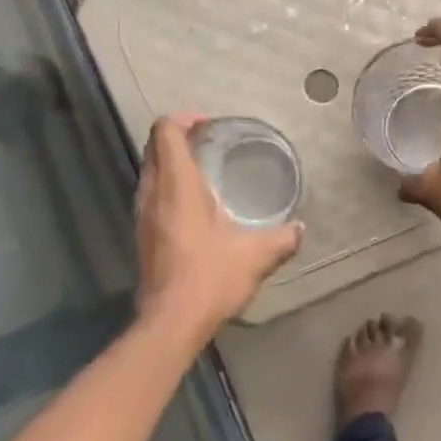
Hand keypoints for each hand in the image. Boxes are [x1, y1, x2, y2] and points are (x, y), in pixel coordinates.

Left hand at [136, 115, 302, 339]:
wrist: (170, 321)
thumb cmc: (210, 278)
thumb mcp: (255, 256)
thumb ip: (281, 239)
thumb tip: (299, 230)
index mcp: (177, 185)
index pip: (166, 132)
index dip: (183, 118)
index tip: (208, 123)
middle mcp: (152, 194)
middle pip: (155, 148)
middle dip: (178, 138)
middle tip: (209, 142)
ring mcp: (142, 216)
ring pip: (150, 173)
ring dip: (171, 164)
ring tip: (203, 172)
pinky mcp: (142, 237)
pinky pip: (150, 197)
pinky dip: (168, 189)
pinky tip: (194, 209)